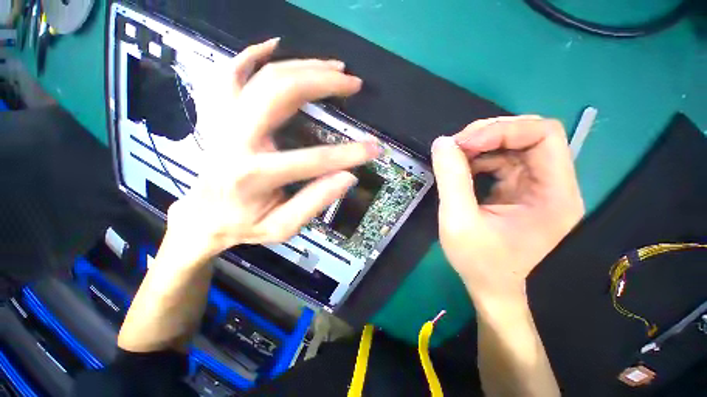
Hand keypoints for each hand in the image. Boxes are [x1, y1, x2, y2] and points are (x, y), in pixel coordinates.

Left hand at [165, 39, 380, 260]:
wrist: (204, 217)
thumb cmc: (245, 224)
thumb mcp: (283, 226)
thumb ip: (315, 202)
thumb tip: (348, 176)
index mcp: (254, 176)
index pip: (312, 160)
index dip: (349, 154)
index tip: (374, 148)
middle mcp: (235, 140)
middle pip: (280, 93)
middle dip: (323, 83)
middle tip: (353, 83)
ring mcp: (222, 122)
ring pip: (261, 76)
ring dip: (303, 65)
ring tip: (335, 67)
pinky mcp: (217, 115)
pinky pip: (229, 74)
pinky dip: (251, 55)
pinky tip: (275, 45)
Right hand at [431, 116, 583, 300]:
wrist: (490, 287)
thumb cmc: (478, 262)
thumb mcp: (458, 221)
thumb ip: (451, 180)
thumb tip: (443, 143)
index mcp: (554, 196)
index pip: (544, 135)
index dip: (502, 130)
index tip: (463, 143)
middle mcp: (554, 186)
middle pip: (530, 135)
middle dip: (489, 134)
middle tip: (455, 146)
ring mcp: (537, 186)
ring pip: (514, 145)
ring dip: (481, 144)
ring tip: (454, 156)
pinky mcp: (520, 189)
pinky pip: (502, 160)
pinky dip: (479, 157)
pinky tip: (461, 167)